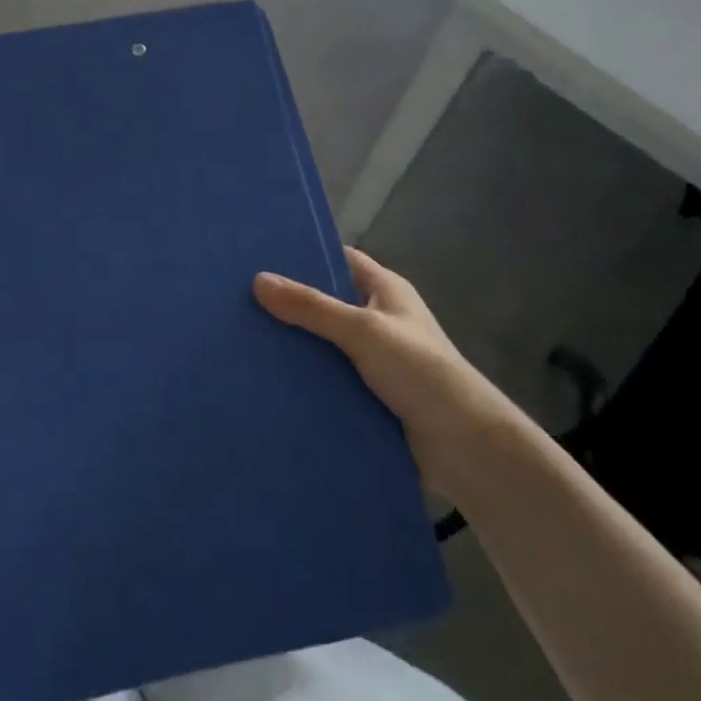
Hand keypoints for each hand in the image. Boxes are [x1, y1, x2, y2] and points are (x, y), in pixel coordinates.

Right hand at [254, 249, 517, 495]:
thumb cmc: (419, 370)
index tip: (260, 256)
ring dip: (293, 346)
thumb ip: (311, 307)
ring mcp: (372, 360)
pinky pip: (326, 379)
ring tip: (242, 341)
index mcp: (385, 290)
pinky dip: (303, 379)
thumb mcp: (362, 330)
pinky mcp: (366, 395)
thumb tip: (258, 280)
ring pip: (322, 344)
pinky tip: (266, 381)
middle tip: (238, 301)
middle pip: (326, 303)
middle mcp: (378, 319)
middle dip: (289, 304)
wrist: (463, 445)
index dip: (305, 255)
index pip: (340, 260)